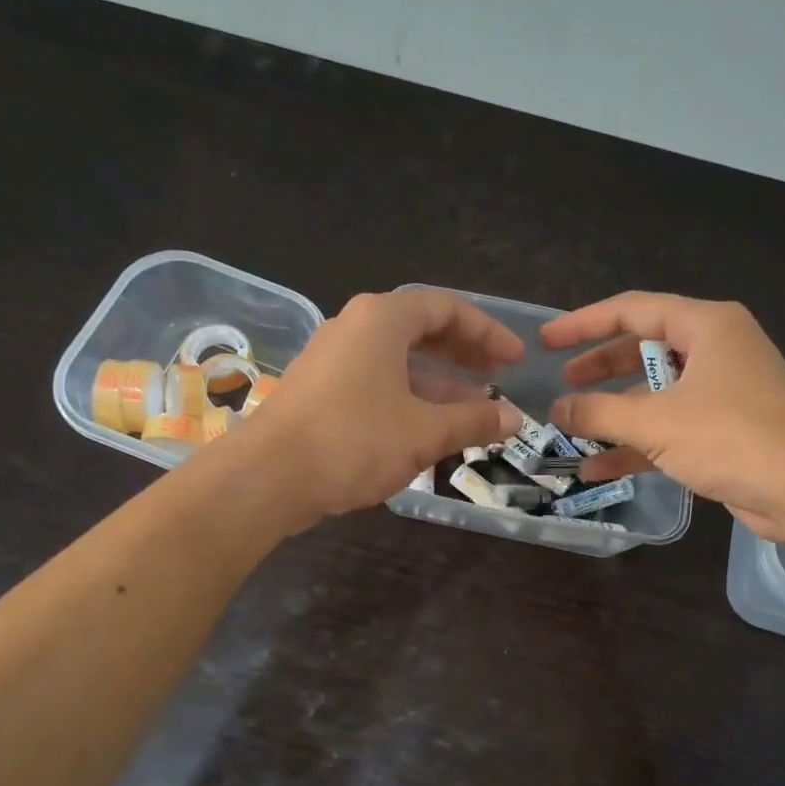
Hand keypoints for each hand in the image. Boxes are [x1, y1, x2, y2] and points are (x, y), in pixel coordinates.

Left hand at [238, 290, 522, 527]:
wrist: (269, 476)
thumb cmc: (354, 441)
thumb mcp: (424, 432)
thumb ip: (474, 421)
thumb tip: (515, 418)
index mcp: (382, 320)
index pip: (447, 309)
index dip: (487, 332)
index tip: (515, 358)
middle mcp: (355, 327)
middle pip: (421, 330)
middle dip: (463, 354)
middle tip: (497, 377)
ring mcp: (333, 358)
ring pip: (398, 360)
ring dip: (439, 381)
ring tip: (473, 408)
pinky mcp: (321, 390)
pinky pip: (377, 381)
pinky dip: (409, 397)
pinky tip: (429, 427)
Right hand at [543, 292, 784, 539]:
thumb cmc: (733, 436)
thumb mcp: (656, 422)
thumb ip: (599, 414)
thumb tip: (555, 409)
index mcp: (707, 326)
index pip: (633, 310)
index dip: (585, 323)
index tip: (547, 341)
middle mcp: (716, 351)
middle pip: (644, 350)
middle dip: (600, 369)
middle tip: (563, 381)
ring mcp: (723, 393)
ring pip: (656, 395)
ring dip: (615, 415)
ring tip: (571, 430)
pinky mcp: (726, 432)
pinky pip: (670, 429)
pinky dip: (637, 445)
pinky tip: (598, 468)